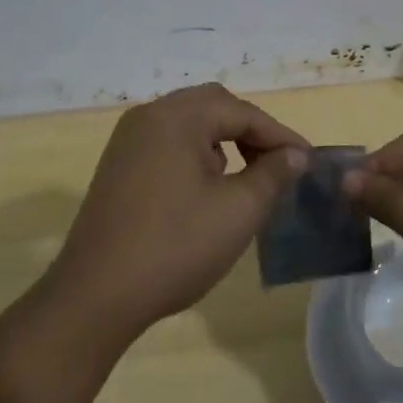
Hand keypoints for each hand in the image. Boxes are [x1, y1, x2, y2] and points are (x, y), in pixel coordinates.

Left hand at [45, 84, 309, 340]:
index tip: (309, 161)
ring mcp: (128, 139)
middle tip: (279, 163)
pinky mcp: (118, 164)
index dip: (280, 135)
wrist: (94, 296)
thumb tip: (295, 155)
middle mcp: (150, 115)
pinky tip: (206, 187)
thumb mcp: (237, 212)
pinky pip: (167, 142)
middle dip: (250, 131)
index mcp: (177, 116)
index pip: (242, 112)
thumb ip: (272, 174)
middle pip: (213, 106)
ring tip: (247, 175)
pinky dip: (196, 152)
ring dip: (223, 140)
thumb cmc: (174, 247)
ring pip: (189, 123)